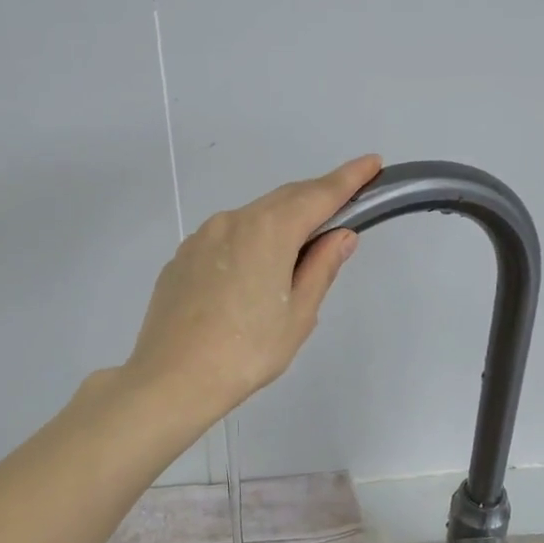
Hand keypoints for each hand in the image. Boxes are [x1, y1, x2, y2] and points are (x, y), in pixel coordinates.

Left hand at [124, 155, 381, 423]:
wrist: (171, 379)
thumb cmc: (247, 352)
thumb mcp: (298, 315)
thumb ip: (321, 267)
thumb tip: (340, 235)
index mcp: (268, 230)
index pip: (318, 195)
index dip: (348, 178)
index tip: (372, 163)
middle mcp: (232, 221)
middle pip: (283, 200)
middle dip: (315, 199)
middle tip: (341, 209)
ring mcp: (201, 237)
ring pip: (251, 218)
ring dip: (279, 224)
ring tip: (296, 252)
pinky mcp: (181, 258)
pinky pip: (225, 239)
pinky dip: (249, 243)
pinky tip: (251, 275)